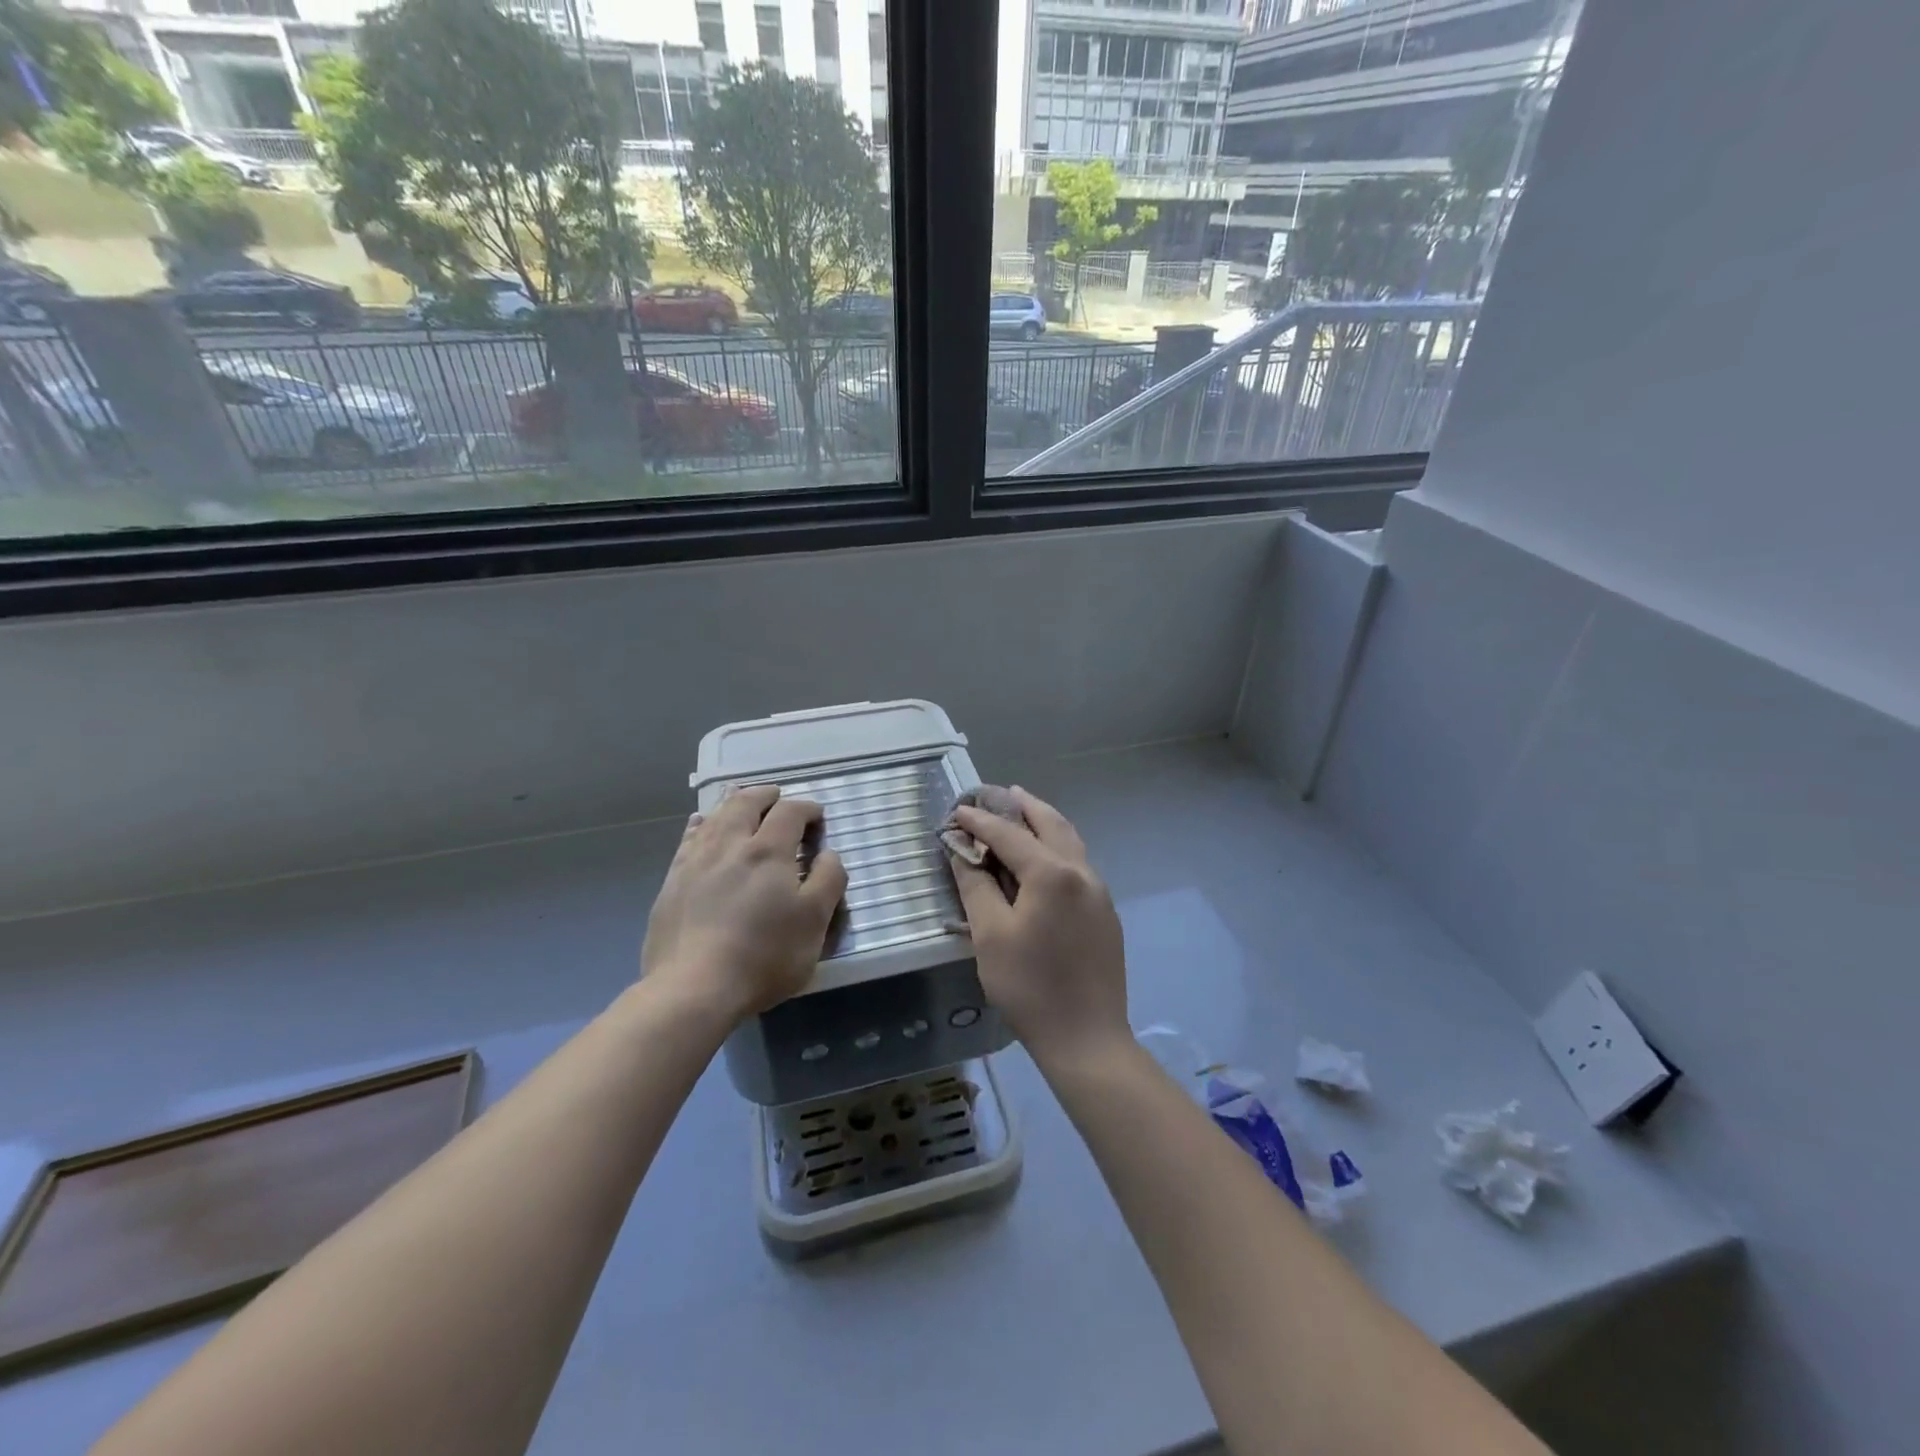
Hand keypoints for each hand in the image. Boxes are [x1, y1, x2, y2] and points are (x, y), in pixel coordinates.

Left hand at [642, 785, 847, 1024]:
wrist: (693, 988)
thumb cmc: (764, 955)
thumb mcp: (815, 922)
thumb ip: (828, 881)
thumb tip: (828, 853)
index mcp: (769, 851)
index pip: (790, 812)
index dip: (807, 808)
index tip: (818, 817)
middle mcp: (730, 845)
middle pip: (746, 803)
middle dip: (766, 795)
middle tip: (778, 796)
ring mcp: (696, 861)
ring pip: (714, 816)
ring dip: (733, 804)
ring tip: (742, 801)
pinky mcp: (672, 882)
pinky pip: (688, 839)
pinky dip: (701, 824)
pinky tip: (700, 825)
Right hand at [947, 787, 1129, 1068]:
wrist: (1087, 1037)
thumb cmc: (1029, 986)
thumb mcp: (990, 935)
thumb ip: (975, 885)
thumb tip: (962, 850)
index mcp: (1052, 873)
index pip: (1010, 834)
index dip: (980, 821)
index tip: (957, 810)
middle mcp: (1081, 871)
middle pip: (1050, 824)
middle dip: (1023, 806)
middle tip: (999, 792)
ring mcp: (1099, 891)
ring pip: (1070, 841)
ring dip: (1044, 822)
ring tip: (1023, 811)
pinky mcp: (1105, 912)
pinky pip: (1078, 863)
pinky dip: (1057, 847)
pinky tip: (1043, 858)